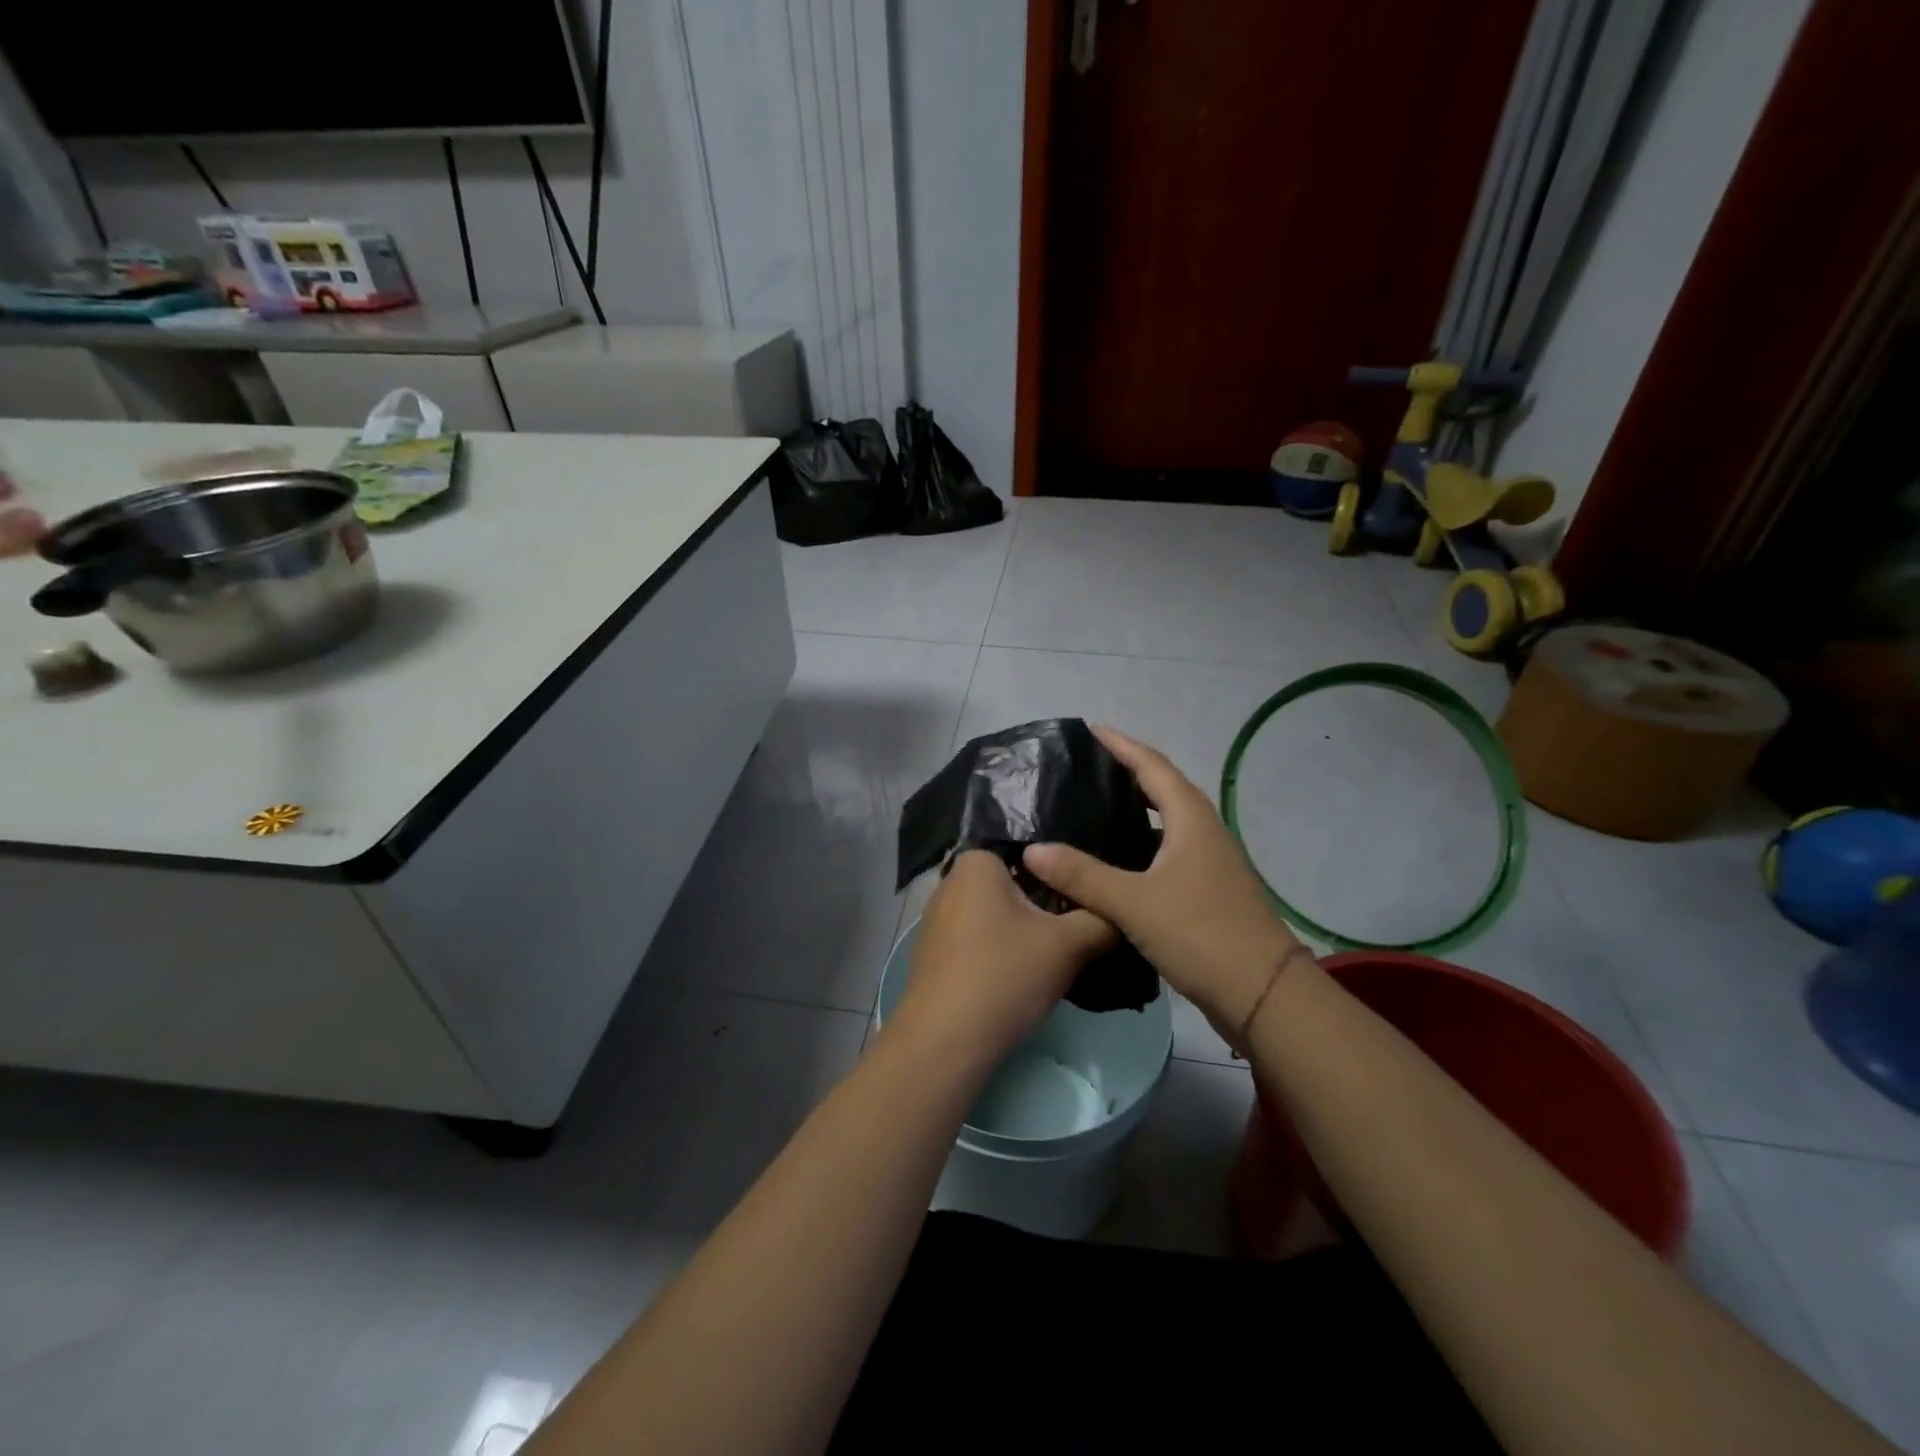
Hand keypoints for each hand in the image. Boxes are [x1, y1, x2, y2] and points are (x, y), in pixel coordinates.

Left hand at [889, 850, 1116, 1069]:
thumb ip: (1101, 919)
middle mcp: (950, 883)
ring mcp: (936, 921)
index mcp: (976, 863)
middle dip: (1044, 905)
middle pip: (1013, 886)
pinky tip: (1019, 980)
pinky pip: (976, 942)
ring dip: (1022, 933)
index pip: (1030, 852)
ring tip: (1054, 959)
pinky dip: (998, 954)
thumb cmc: (1005, 975)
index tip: (1087, 898)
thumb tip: (1122, 912)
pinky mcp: (932, 955)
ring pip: (995, 916)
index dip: (1062, 874)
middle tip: (1078, 930)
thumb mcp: (1069, 945)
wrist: (945, 1041)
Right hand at [1023, 725, 1302, 1042]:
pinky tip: (1114, 861)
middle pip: (1162, 787)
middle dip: (1126, 772)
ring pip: (1166, 821)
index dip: (1120, 745)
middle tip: (1083, 770)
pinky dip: (1140, 844)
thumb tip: (1032, 849)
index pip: (1151, 765)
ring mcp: (1209, 861)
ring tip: (1092, 808)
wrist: (1264, 994)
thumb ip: (1082, 875)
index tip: (1089, 730)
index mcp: (1191, 818)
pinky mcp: (1207, 889)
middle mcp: (1203, 830)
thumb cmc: (1200, 934)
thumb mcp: (1133, 903)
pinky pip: (1167, 850)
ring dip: (1134, 809)